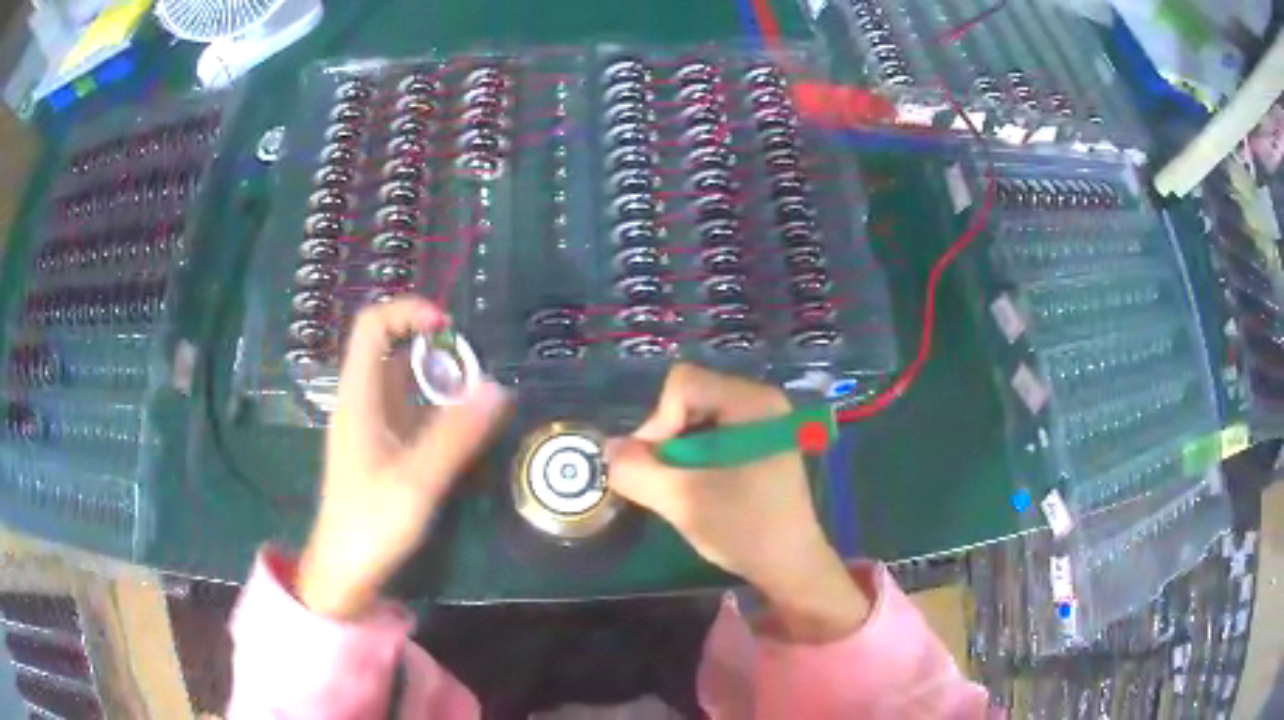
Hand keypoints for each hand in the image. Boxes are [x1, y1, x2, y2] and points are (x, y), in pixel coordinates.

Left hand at [297, 299, 507, 617]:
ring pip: (399, 378)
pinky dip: (433, 404)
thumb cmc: (371, 525)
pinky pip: (406, 408)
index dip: (408, 312)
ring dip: (435, 376)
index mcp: (359, 397)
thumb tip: (497, 387)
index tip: (449, 329)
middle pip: (388, 346)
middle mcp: (361, 401)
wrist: (343, 572)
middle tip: (473, 367)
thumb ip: (456, 436)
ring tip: (474, 395)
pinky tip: (458, 428)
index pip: (372, 325)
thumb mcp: (417, 482)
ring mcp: (369, 425)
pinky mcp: (379, 447)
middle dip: (431, 345)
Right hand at [606, 364, 868, 641]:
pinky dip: (694, 455)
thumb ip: (638, 471)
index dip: (658, 422)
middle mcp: (761, 401)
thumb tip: (608, 449)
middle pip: (689, 397)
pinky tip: (700, 485)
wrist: (790, 565)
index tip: (658, 467)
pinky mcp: (760, 441)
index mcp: (753, 403)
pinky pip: (712, 431)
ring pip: (696, 416)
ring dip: (678, 450)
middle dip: (667, 437)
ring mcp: (763, 420)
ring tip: (683, 486)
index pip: (683, 385)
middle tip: (667, 480)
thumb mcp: (683, 501)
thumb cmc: (745, 529)